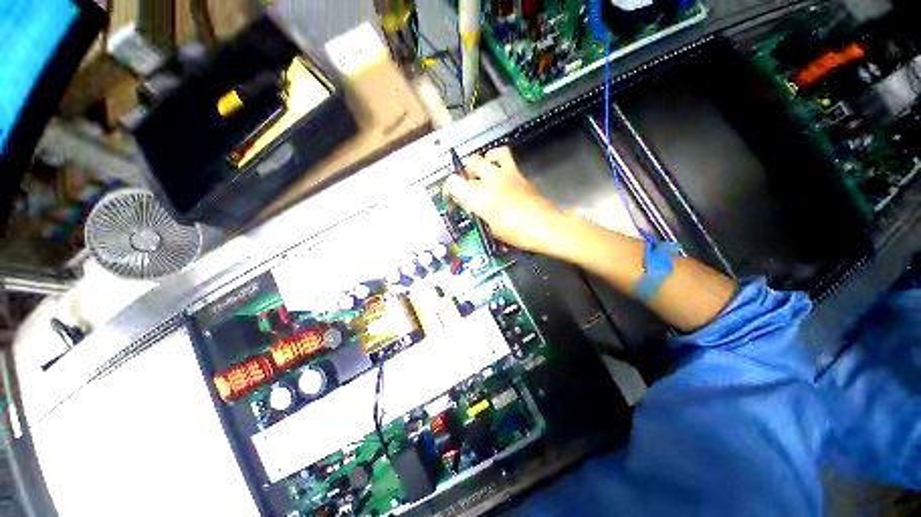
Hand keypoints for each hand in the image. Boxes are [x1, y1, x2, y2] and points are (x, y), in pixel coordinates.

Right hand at [444, 147, 563, 253]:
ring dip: (482, 163)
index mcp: (478, 197)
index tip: (455, 198)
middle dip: (467, 174)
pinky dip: (498, 160)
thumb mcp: (491, 228)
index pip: (452, 182)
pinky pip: (504, 156)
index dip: (450, 189)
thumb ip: (478, 212)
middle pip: (469, 164)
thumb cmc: (515, 234)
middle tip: (471, 187)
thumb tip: (472, 205)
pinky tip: (500, 172)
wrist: (545, 226)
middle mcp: (488, 180)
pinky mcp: (518, 172)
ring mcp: (505, 173)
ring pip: (487, 155)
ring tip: (485, 174)